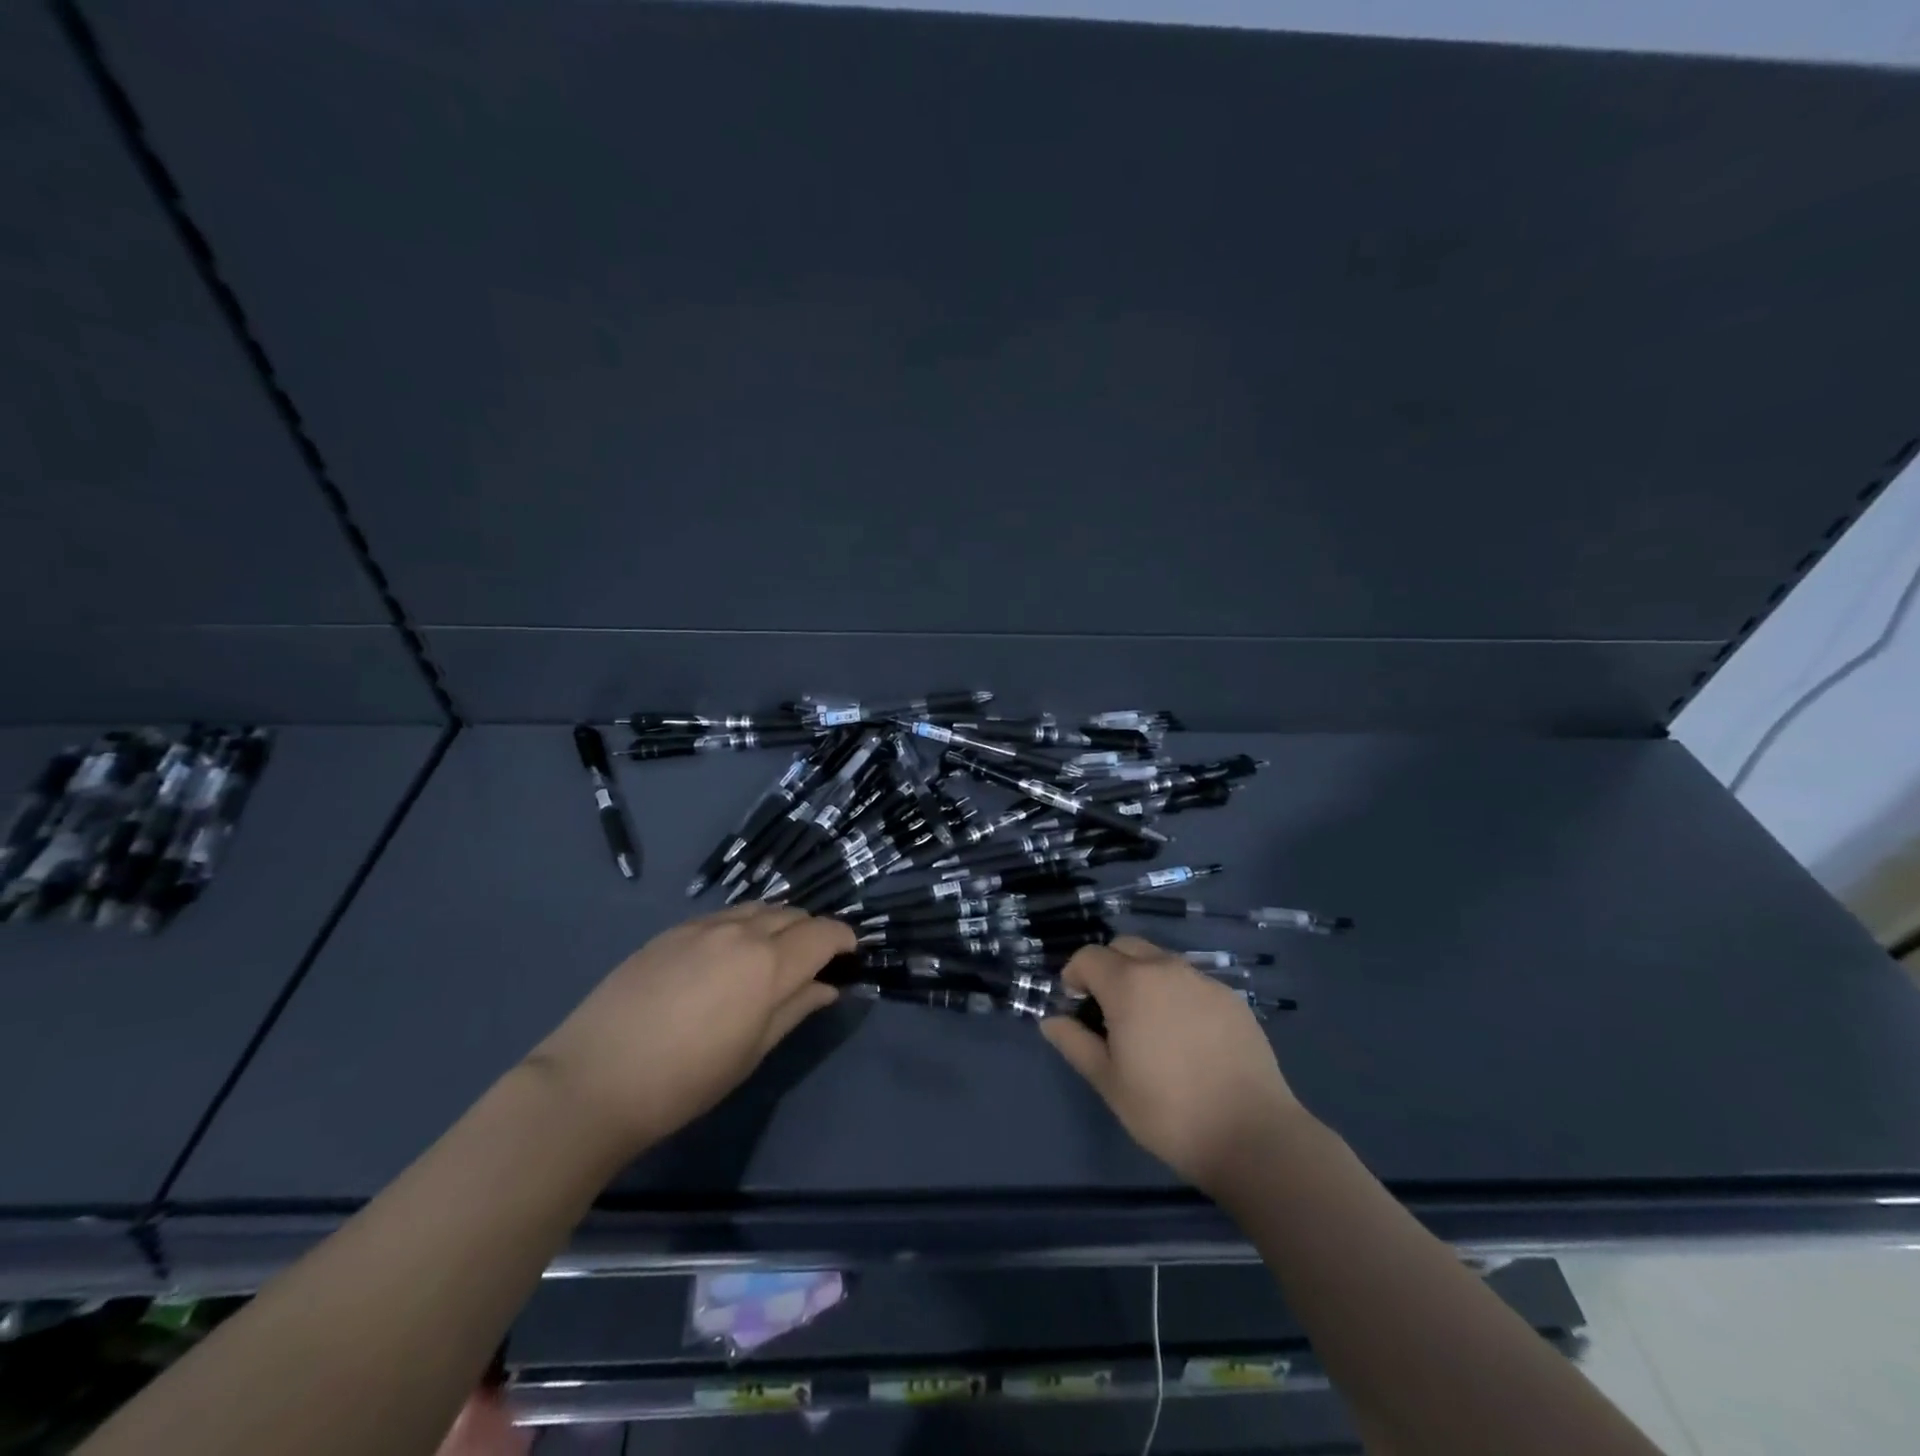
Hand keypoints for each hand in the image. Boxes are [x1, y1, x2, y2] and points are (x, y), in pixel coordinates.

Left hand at [526, 905, 852, 1156]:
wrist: (593, 1080)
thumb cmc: (685, 1080)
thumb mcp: (752, 1052)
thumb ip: (795, 1009)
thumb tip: (827, 987)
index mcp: (768, 963)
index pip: (823, 934)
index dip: (843, 939)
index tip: (850, 953)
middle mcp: (740, 931)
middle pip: (793, 914)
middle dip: (813, 931)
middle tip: (815, 960)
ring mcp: (702, 926)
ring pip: (758, 908)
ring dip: (779, 923)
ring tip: (775, 953)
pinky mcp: (671, 931)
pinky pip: (724, 915)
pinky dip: (744, 924)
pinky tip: (731, 953)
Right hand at [1041, 936, 1306, 1197]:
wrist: (1252, 1135)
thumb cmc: (1167, 1111)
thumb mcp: (1108, 1082)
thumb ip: (1074, 1043)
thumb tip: (1051, 1020)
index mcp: (1129, 983)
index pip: (1089, 956)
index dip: (1074, 976)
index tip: (1076, 1007)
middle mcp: (1165, 968)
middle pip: (1125, 946)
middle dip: (1108, 968)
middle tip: (1109, 1011)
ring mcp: (1203, 980)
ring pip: (1160, 961)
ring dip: (1143, 978)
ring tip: (1149, 1025)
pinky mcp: (1232, 998)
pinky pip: (1191, 981)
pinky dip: (1177, 994)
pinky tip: (1186, 1037)